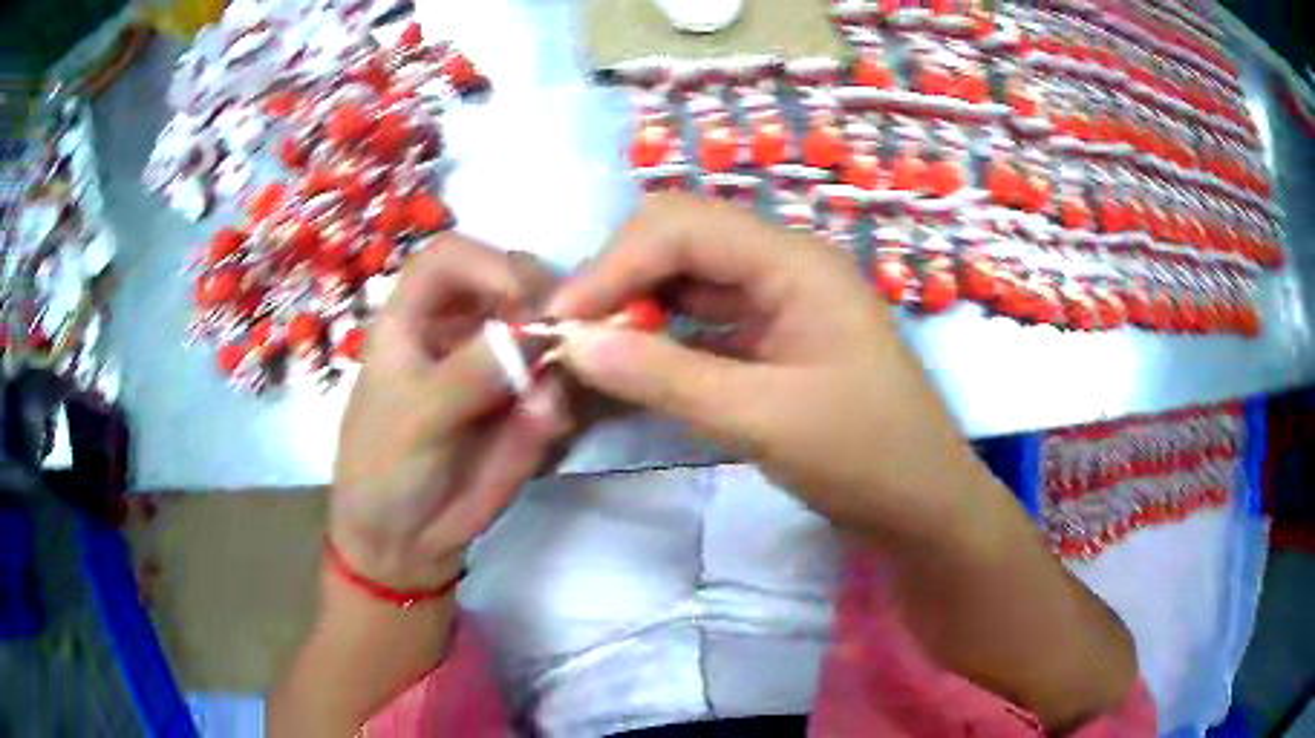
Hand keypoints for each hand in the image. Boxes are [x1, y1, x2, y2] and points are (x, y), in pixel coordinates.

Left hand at [331, 236, 571, 588]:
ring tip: (555, 392)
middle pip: (510, 278)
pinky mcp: (522, 399)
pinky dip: (564, 394)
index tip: (526, 303)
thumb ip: (470, 373)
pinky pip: (556, 380)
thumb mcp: (415, 419)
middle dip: (542, 300)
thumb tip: (538, 334)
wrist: (405, 540)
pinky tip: (552, 423)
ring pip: (544, 326)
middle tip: (562, 340)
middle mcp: (457, 328)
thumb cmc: (385, 469)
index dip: (489, 264)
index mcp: (411, 318)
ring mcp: (495, 362)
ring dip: (562, 347)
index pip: (450, 257)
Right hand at [548, 194, 988, 550]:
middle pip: (680, 238)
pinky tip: (629, 365)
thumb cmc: (867, 458)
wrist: (924, 505)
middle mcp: (784, 264)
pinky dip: (659, 337)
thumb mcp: (765, 420)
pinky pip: (701, 319)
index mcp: (796, 262)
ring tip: (589, 351)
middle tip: (571, 337)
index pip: (682, 227)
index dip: (612, 266)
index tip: (560, 324)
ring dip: (633, 306)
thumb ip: (665, 376)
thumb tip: (573, 344)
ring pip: (686, 278)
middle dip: (618, 278)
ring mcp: (779, 300)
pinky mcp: (771, 337)